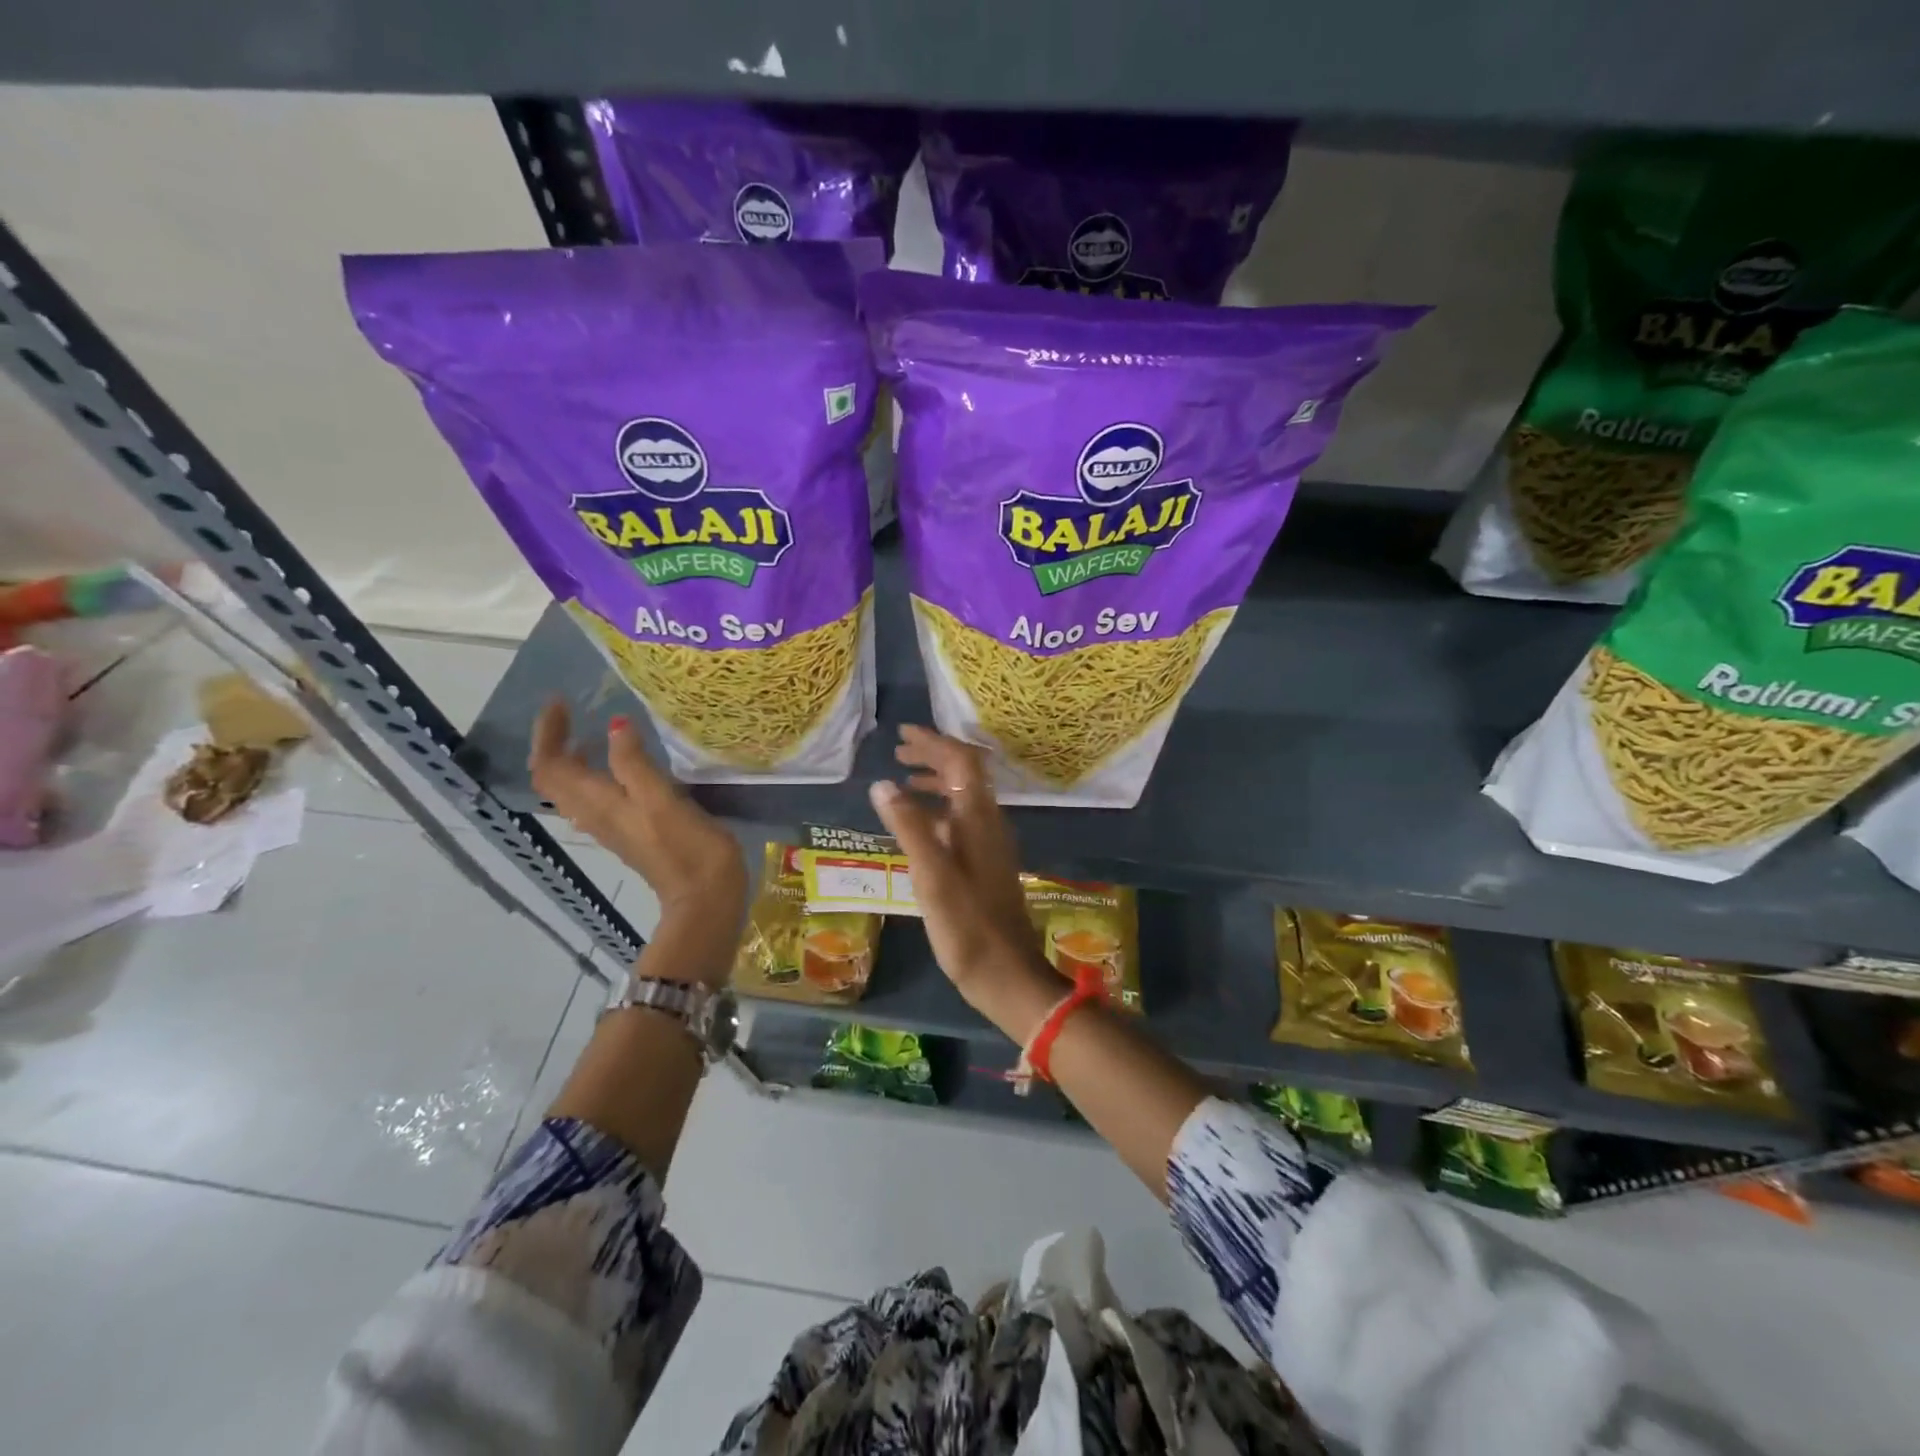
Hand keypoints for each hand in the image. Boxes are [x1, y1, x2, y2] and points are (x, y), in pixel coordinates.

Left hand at [528, 702, 746, 949]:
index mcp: (598, 804)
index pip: (550, 766)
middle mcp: (595, 815)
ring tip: (595, 732)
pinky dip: (596, 774)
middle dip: (555, 742)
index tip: (562, 701)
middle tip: (574, 713)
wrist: (704, 899)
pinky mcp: (631, 833)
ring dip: (574, 758)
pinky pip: (596, 798)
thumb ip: (635, 763)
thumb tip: (616, 724)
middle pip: (555, 777)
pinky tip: (625, 765)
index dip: (547, 733)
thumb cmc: (687, 849)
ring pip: (574, 789)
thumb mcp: (662, 800)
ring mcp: (612, 826)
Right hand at [867, 725, 1057, 1039]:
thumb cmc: (967, 926)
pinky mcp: (986, 864)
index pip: (962, 761)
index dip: (933, 742)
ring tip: (903, 778)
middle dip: (933, 756)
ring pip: (964, 797)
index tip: (902, 734)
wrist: (1007, 974)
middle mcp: (989, 823)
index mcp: (978, 819)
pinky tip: (918, 824)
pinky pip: (962, 820)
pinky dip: (938, 809)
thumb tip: (883, 784)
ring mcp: (990, 844)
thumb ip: (908, 827)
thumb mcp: (931, 876)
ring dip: (936, 781)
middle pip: (965, 773)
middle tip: (898, 750)